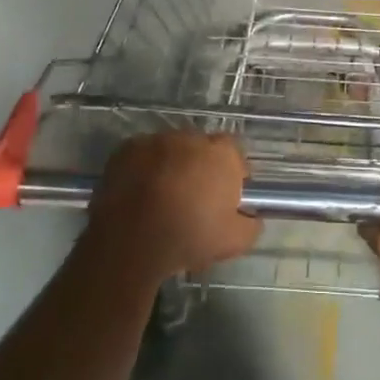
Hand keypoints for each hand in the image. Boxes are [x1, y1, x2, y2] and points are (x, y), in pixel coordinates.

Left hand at [85, 131, 262, 282]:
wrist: (131, 240)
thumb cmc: (189, 237)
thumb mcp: (234, 242)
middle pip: (201, 150)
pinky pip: (142, 156)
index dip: (231, 175)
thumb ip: (251, 225)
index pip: (234, 155)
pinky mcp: (127, 148)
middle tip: (192, 199)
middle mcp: (192, 138)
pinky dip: (143, 169)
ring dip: (171, 166)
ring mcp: (157, 140)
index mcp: (222, 154)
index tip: (224, 197)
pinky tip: (139, 194)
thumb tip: (251, 216)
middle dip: (199, 168)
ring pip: (171, 150)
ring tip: (161, 198)